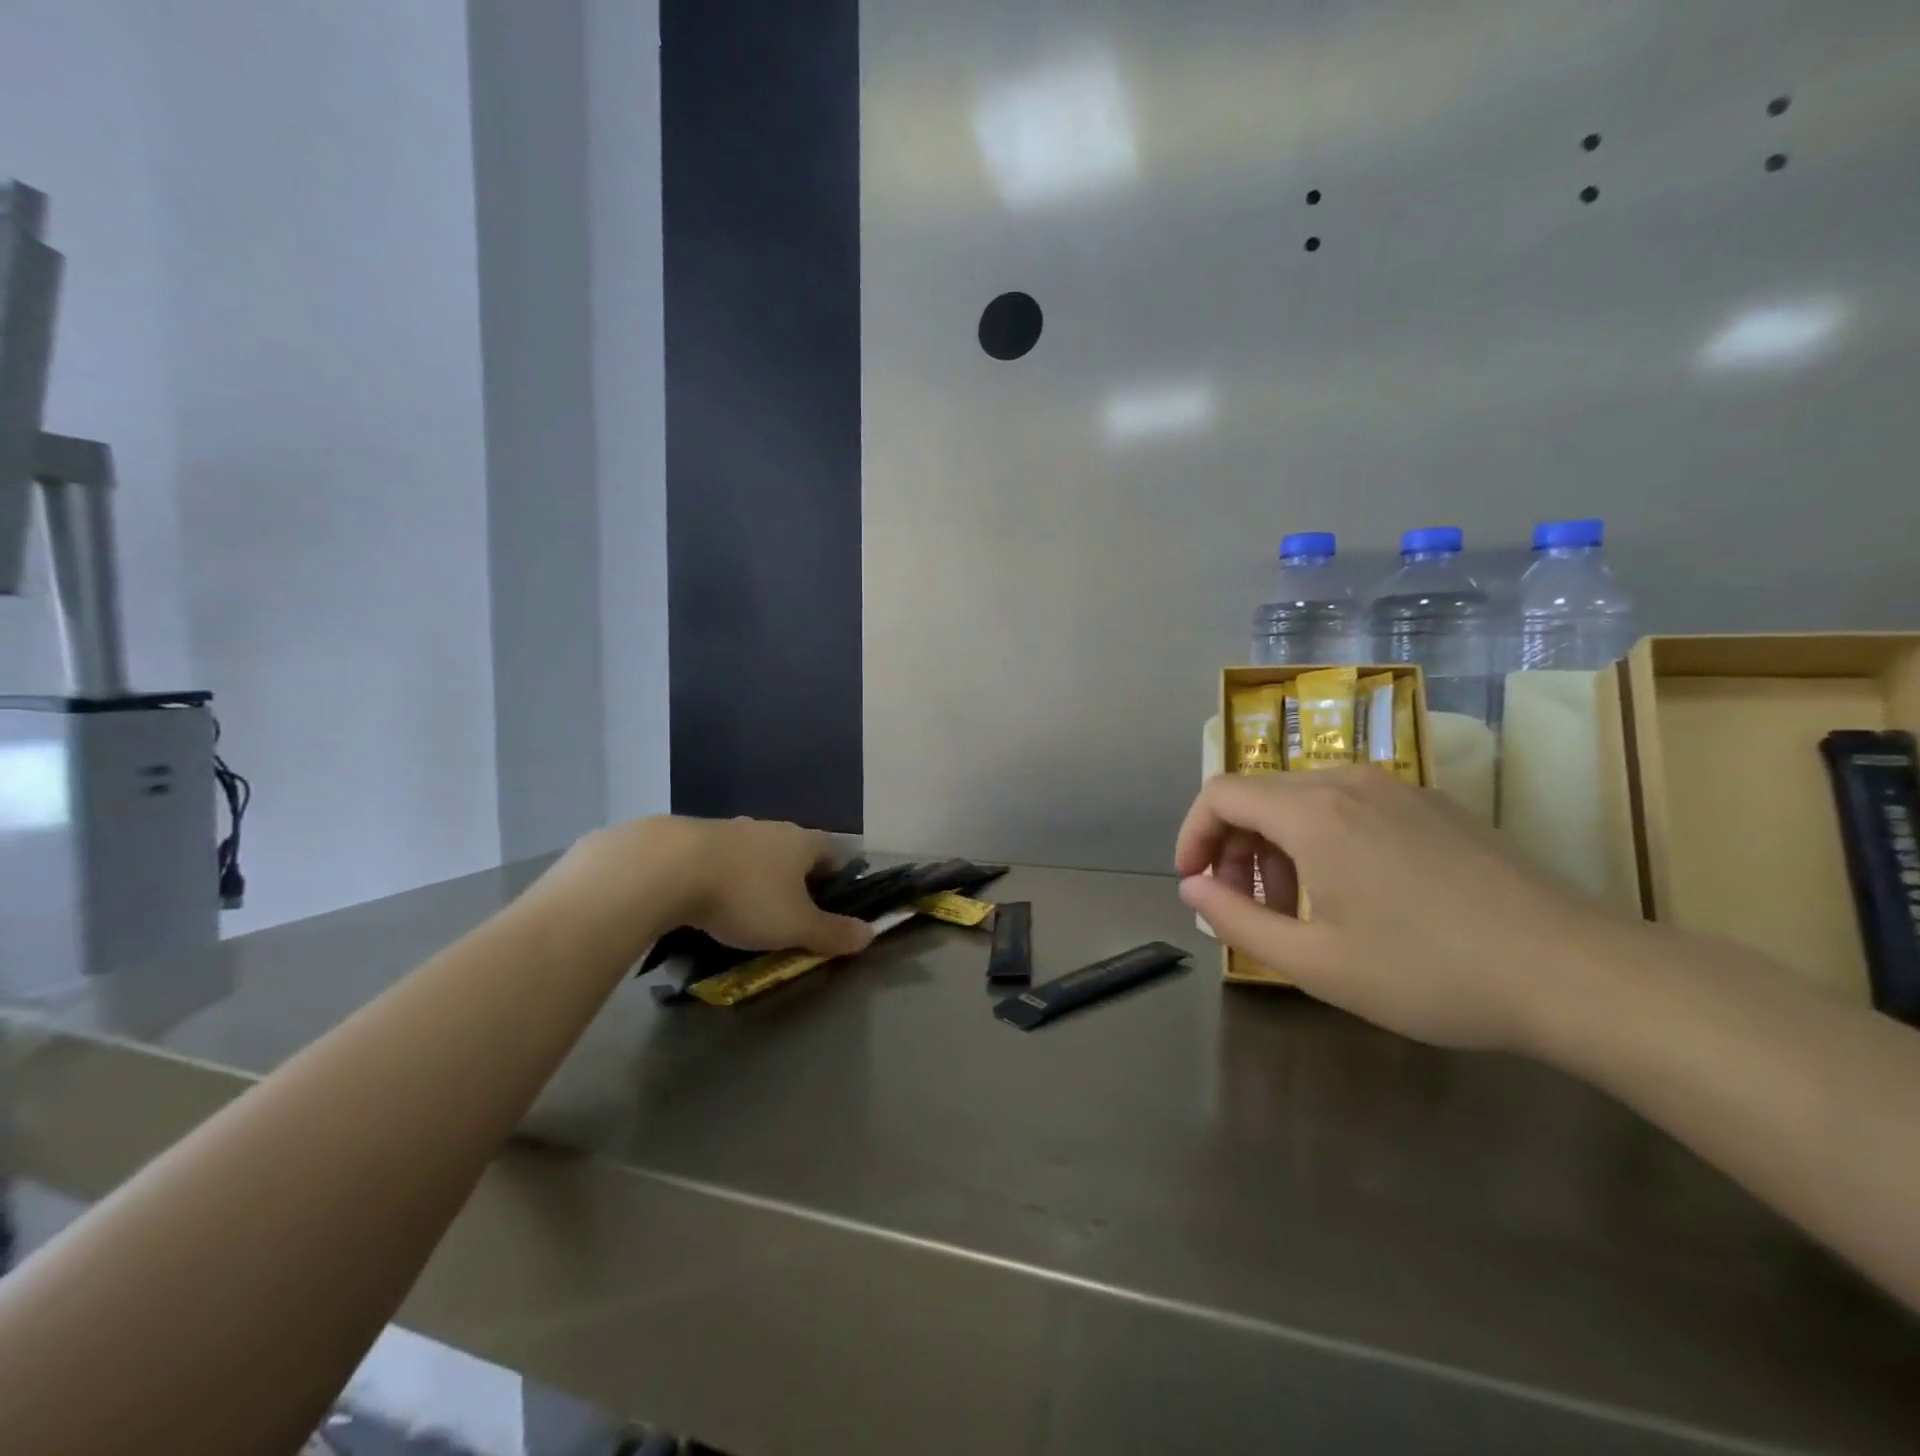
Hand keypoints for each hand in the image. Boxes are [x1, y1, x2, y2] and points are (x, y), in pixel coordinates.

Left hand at [529, 816, 873, 964]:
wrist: (669, 867)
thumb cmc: (746, 896)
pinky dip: (719, 879)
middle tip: (784, 918)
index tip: (826, 910)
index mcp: (804, 841)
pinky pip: (719, 860)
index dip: (835, 882)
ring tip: (742, 914)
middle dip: (792, 883)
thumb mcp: (796, 925)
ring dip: (754, 880)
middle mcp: (771, 828)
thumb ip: (833, 932)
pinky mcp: (693, 836)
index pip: (833, 856)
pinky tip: (706, 903)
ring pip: (755, 856)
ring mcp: (731, 828)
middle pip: (793, 854)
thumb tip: (870, 935)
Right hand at [1175, 768, 1647, 1052]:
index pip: (1220, 794)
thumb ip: (1236, 920)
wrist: (1575, 973)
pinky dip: (1322, 840)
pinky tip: (1353, 895)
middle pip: (1259, 795)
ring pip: (1304, 800)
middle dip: (1235, 849)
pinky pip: (1349, 806)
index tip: (1194, 884)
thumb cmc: (1429, 973)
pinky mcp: (1432, 805)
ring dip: (1278, 848)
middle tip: (1249, 910)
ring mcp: (1396, 788)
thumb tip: (1194, 887)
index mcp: (1312, 812)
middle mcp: (1348, 782)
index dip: (1192, 834)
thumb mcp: (1314, 961)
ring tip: (1299, 911)